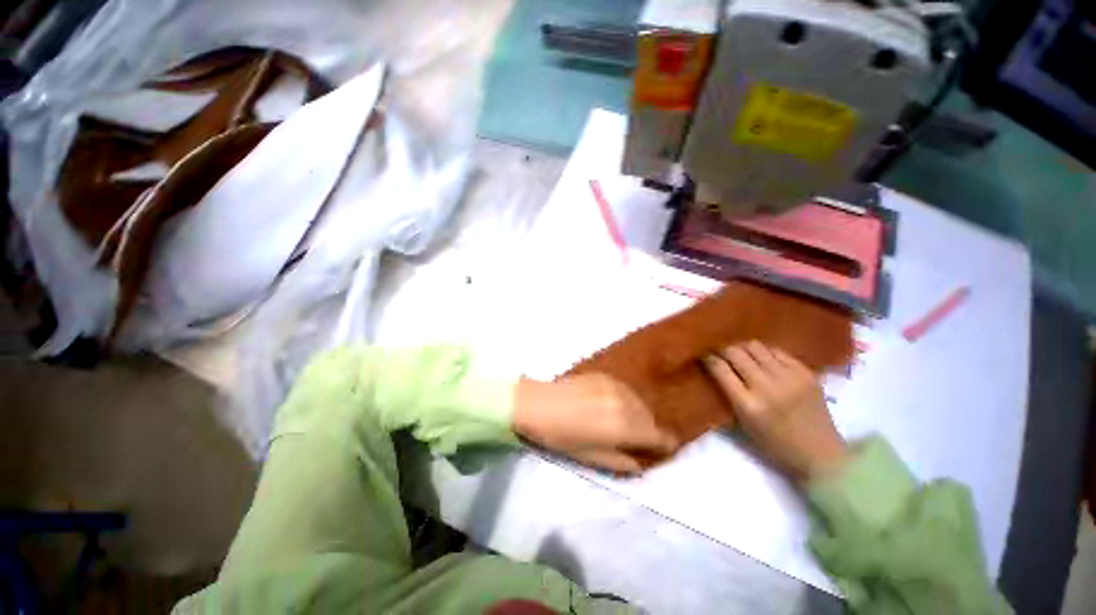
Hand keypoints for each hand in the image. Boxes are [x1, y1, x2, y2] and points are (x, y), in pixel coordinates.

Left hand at [513, 373, 677, 474]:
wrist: (538, 404)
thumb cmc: (561, 436)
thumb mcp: (592, 458)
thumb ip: (622, 461)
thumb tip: (641, 463)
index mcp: (625, 427)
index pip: (661, 436)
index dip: (665, 445)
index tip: (660, 450)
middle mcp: (626, 403)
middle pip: (651, 419)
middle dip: (648, 431)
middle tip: (634, 439)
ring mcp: (616, 386)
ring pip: (639, 403)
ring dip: (637, 414)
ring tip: (620, 422)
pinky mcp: (606, 376)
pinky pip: (625, 391)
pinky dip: (625, 401)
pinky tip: (609, 405)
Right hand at [702, 341, 847, 481]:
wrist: (822, 455)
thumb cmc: (775, 446)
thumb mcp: (743, 425)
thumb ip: (728, 395)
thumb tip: (715, 370)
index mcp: (748, 405)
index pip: (720, 369)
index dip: (708, 358)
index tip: (704, 355)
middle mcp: (767, 387)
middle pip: (736, 353)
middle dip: (723, 349)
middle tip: (719, 351)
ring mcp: (789, 378)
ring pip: (756, 346)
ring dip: (743, 348)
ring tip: (741, 354)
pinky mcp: (806, 373)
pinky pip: (777, 351)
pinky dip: (765, 353)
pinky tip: (764, 359)